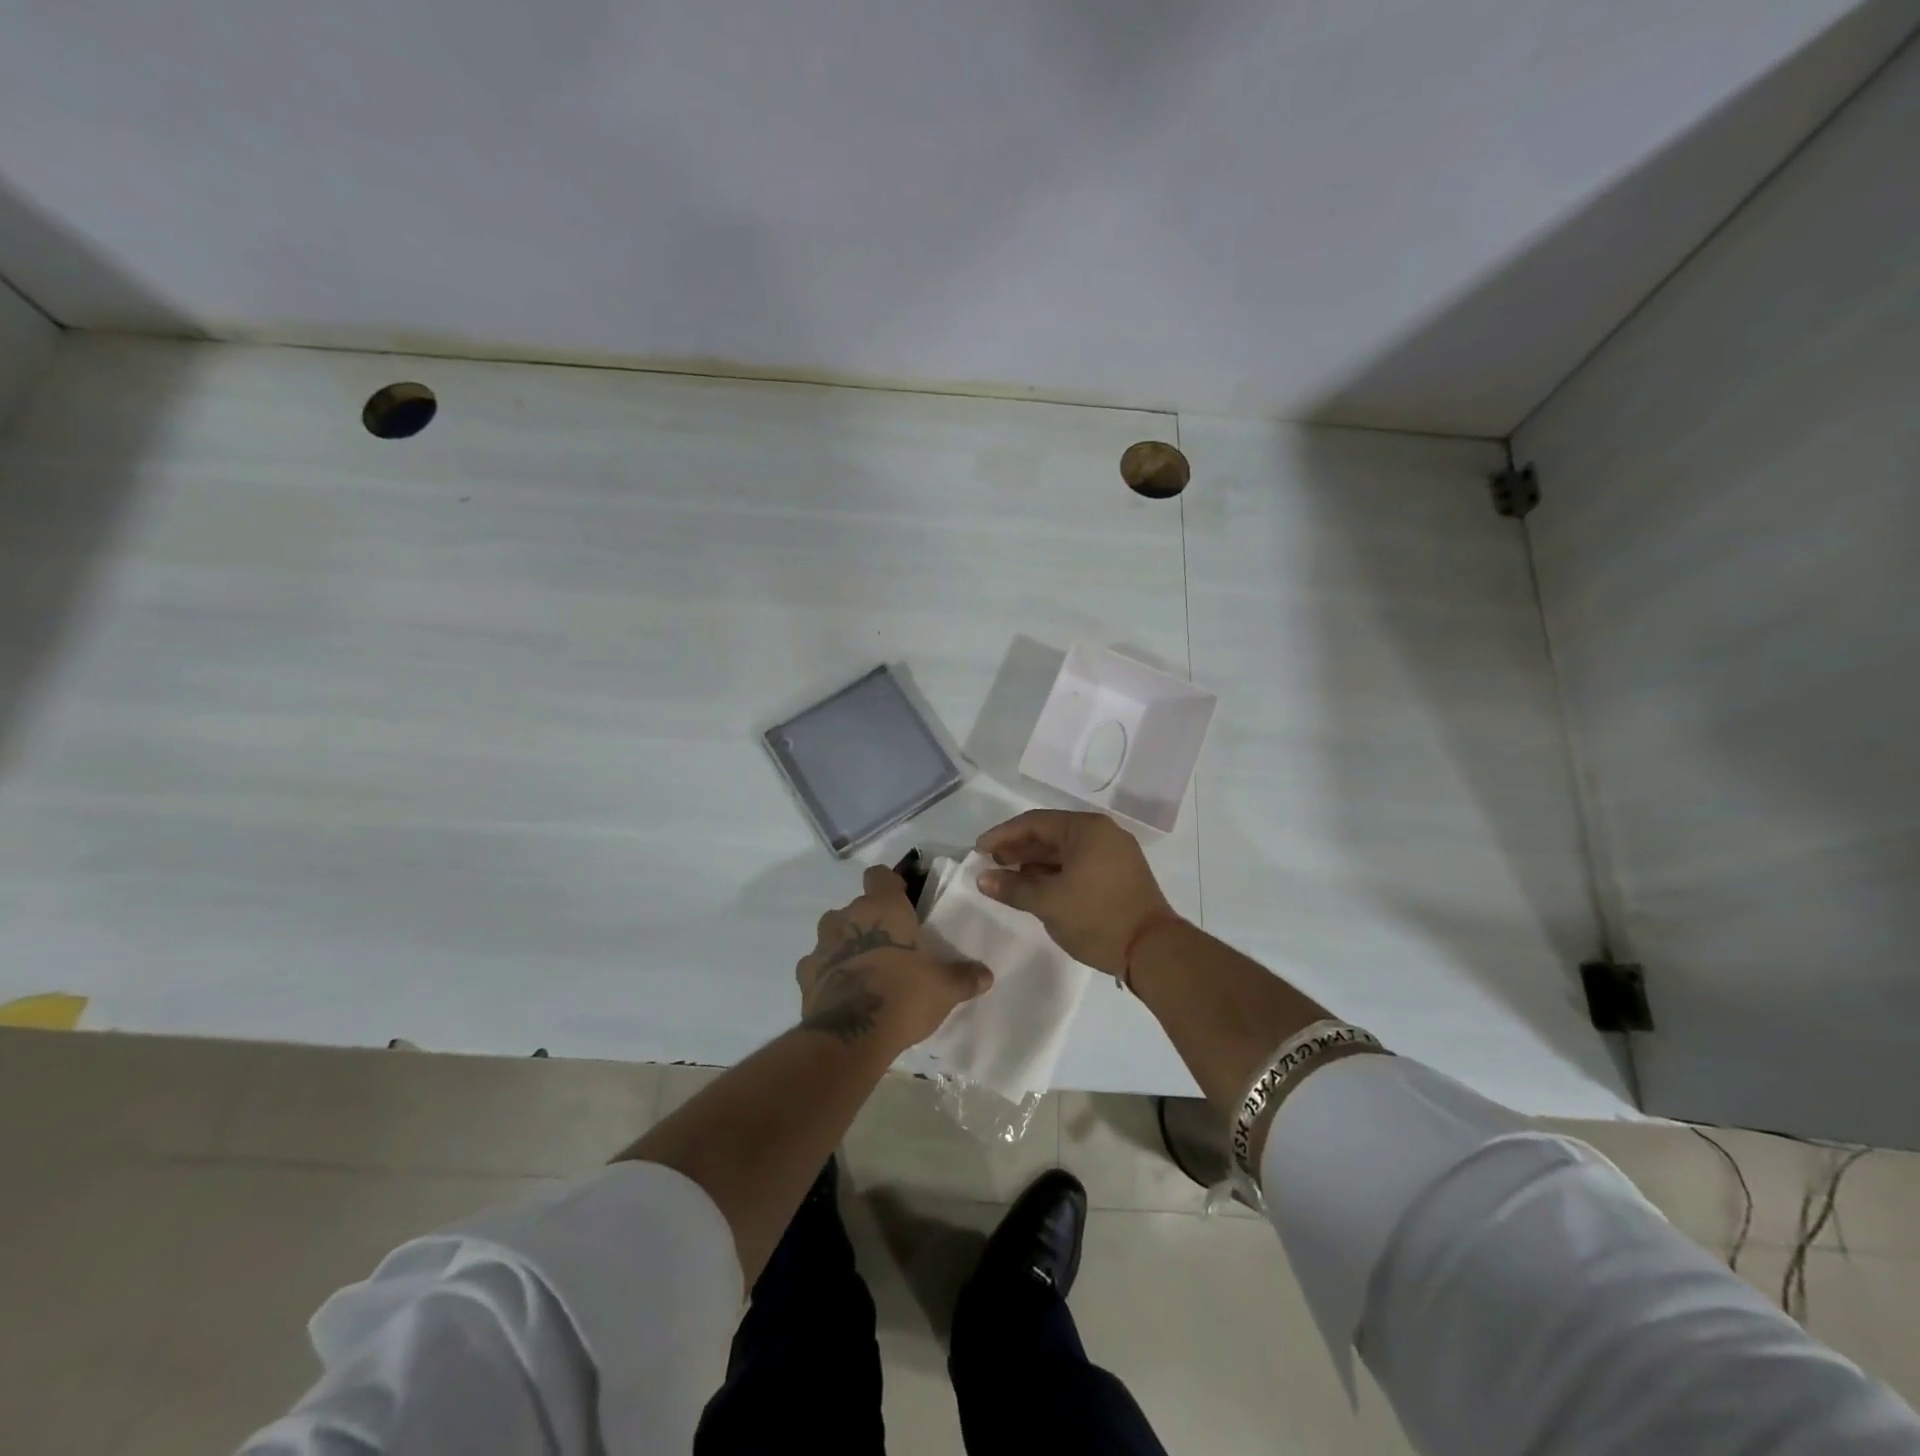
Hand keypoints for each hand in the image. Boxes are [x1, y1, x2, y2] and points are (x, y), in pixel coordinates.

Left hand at [797, 865, 993, 1052]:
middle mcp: (848, 916)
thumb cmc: (904, 995)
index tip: (901, 901)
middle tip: (890, 946)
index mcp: (882, 907)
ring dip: (846, 944)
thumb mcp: (945, 987)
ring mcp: (822, 944)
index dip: (889, 884)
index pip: (879, 875)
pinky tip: (844, 991)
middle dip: (869, 921)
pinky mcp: (805, 974)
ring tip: (865, 969)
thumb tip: (986, 975)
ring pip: (834, 933)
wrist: (853, 1035)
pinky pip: (818, 964)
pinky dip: (829, 972)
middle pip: (856, 907)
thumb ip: (965, 976)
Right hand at [975, 810, 1175, 977]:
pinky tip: (1036, 888)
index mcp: (1087, 829)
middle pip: (1050, 834)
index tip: (978, 850)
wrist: (1153, 951)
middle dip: (1018, 849)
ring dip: (1035, 863)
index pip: (1034, 822)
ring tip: (1008, 879)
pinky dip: (1055, 873)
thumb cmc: (1097, 917)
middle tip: (990, 864)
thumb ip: (1013, 888)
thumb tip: (983, 878)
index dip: (1002, 835)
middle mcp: (1103, 833)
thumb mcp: (1048, 902)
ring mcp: (1115, 854)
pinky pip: (1078, 864)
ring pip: (1065, 851)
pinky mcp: (1119, 875)